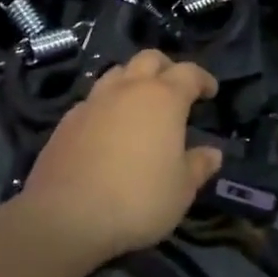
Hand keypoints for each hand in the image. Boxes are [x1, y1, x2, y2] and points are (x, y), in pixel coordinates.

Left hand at [19, 51, 224, 257]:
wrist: (65, 217)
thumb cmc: (137, 199)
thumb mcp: (181, 189)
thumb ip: (198, 166)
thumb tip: (212, 153)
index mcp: (163, 99)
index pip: (189, 73)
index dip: (203, 79)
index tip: (210, 91)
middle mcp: (127, 90)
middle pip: (149, 59)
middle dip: (166, 68)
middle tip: (175, 89)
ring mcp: (92, 103)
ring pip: (116, 73)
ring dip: (133, 81)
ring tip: (140, 104)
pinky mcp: (66, 122)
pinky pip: (92, 101)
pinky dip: (106, 105)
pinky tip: (108, 128)